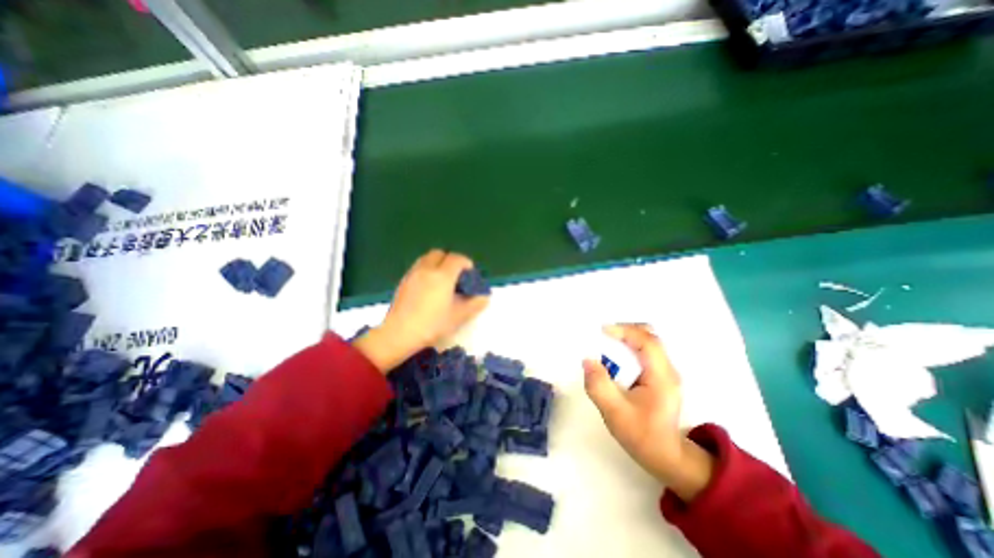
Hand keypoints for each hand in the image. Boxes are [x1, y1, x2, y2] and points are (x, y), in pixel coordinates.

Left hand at [352, 251, 488, 372]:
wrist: (399, 334)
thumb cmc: (432, 324)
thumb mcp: (458, 316)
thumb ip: (474, 304)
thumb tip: (484, 297)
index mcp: (443, 275)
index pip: (457, 259)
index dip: (466, 264)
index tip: (470, 275)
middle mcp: (427, 269)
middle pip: (440, 253)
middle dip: (450, 260)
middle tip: (455, 276)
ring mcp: (412, 274)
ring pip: (427, 259)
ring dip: (437, 264)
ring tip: (442, 281)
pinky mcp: (403, 281)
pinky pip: (418, 267)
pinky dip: (426, 270)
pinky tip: (428, 288)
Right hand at [585, 322, 714, 501]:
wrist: (665, 456)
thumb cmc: (641, 436)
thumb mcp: (615, 413)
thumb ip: (599, 386)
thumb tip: (587, 360)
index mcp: (661, 377)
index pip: (647, 342)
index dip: (625, 331)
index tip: (601, 331)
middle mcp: (667, 369)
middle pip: (649, 336)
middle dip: (624, 331)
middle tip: (602, 336)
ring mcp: (665, 372)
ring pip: (647, 342)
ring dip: (626, 338)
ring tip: (605, 344)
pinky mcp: (659, 375)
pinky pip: (644, 351)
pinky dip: (628, 347)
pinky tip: (615, 357)